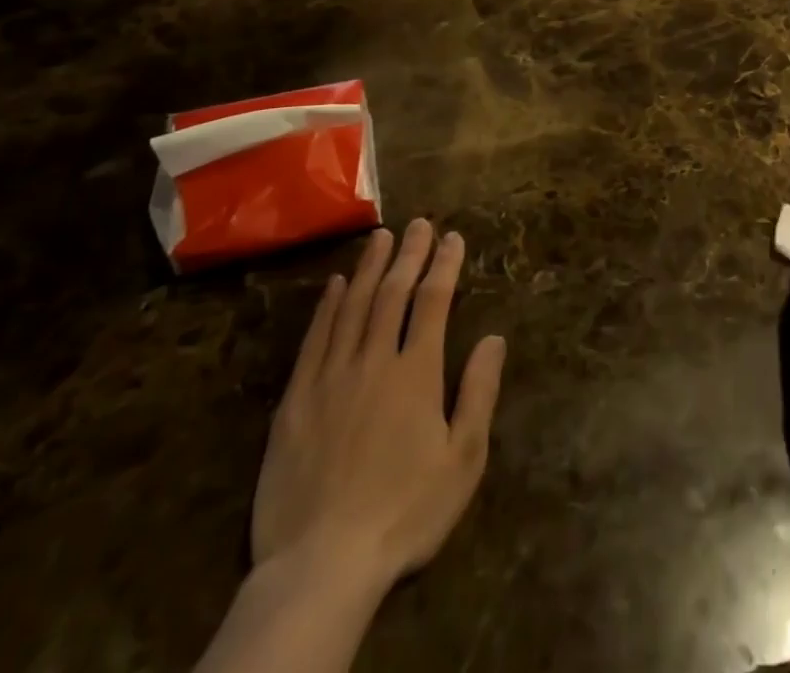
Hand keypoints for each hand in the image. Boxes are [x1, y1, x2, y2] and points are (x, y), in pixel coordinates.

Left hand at [250, 220, 506, 597]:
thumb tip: (495, 337)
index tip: (453, 238)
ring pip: (352, 307)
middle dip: (410, 254)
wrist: (320, 566)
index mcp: (416, 373)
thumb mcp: (462, 460)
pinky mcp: (294, 401)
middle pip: (393, 294)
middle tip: (419, 223)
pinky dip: (326, 307)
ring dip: (369, 267)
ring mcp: (330, 378)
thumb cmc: (404, 513)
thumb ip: (479, 393)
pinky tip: (334, 285)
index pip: (434, 302)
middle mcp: (374, 361)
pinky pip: (314, 340)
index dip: (445, 265)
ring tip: (381, 236)